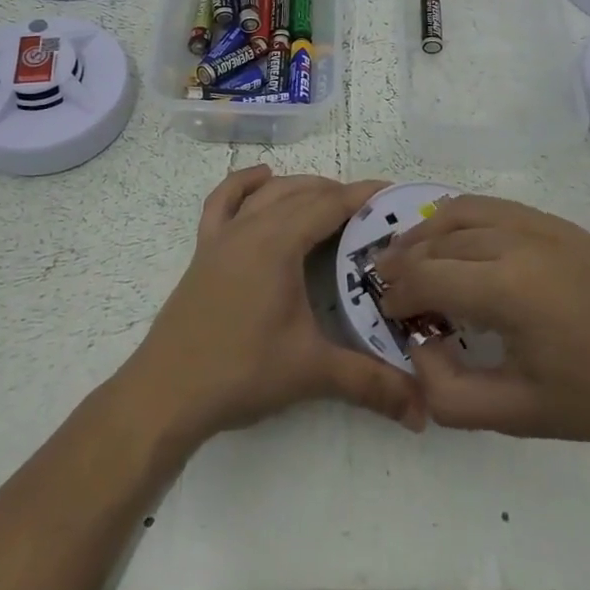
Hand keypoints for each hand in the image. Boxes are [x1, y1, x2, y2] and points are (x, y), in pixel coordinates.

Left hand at [121, 166, 425, 447]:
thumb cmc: (241, 372)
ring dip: (300, 187)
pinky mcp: (204, 250)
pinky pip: (223, 201)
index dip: (363, 196)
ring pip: (268, 193)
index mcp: (278, 243)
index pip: (329, 205)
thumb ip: (370, 383)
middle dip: (338, 194)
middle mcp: (251, 227)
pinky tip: (260, 178)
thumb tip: (424, 410)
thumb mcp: (311, 372)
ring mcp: (223, 236)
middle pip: (301, 193)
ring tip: (328, 199)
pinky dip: (244, 184)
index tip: (393, 192)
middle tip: (371, 213)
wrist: (165, 393)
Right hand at [375, 196, 589, 452]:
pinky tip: (461, 238)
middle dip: (405, 261)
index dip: (396, 293)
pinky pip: (495, 207)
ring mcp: (539, 224)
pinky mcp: (558, 222)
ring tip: (413, 255)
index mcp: (506, 287)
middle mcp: (516, 241)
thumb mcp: (523, 414)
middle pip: (439, 239)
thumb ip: (453, 394)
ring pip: (464, 212)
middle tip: (388, 286)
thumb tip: (418, 355)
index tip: (385, 312)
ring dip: (429, 231)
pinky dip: (463, 216)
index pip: (426, 275)